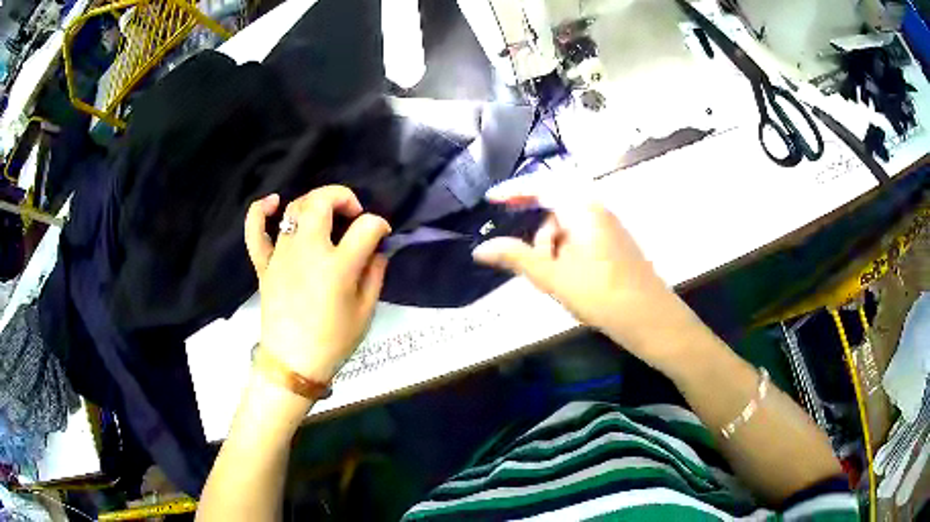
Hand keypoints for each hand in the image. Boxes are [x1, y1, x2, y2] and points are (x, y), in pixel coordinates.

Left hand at [245, 186, 390, 383]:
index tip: (382, 234)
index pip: (366, 226)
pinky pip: (255, 231)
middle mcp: (307, 251)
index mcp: (338, 266)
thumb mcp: (366, 312)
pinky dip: (260, 211)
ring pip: (294, 209)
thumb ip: (375, 274)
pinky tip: (272, 203)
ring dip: (314, 203)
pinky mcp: (264, 264)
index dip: (379, 225)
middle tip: (353, 214)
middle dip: (343, 197)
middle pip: (322, 201)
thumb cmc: (333, 342)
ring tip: (325, 215)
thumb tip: (377, 249)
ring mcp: (281, 255)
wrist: (293, 364)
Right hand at [472, 188, 691, 368]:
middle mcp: (597, 207)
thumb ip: (516, 257)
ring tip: (553, 278)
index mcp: (582, 207)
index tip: (490, 199)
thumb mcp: (552, 277)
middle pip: (555, 204)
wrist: (649, 317)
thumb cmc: (600, 294)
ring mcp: (609, 223)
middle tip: (526, 258)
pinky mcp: (615, 240)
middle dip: (536, 231)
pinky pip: (581, 234)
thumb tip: (480, 249)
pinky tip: (569, 276)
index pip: (541, 185)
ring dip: (553, 244)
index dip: (513, 190)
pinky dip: (567, 249)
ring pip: (568, 223)